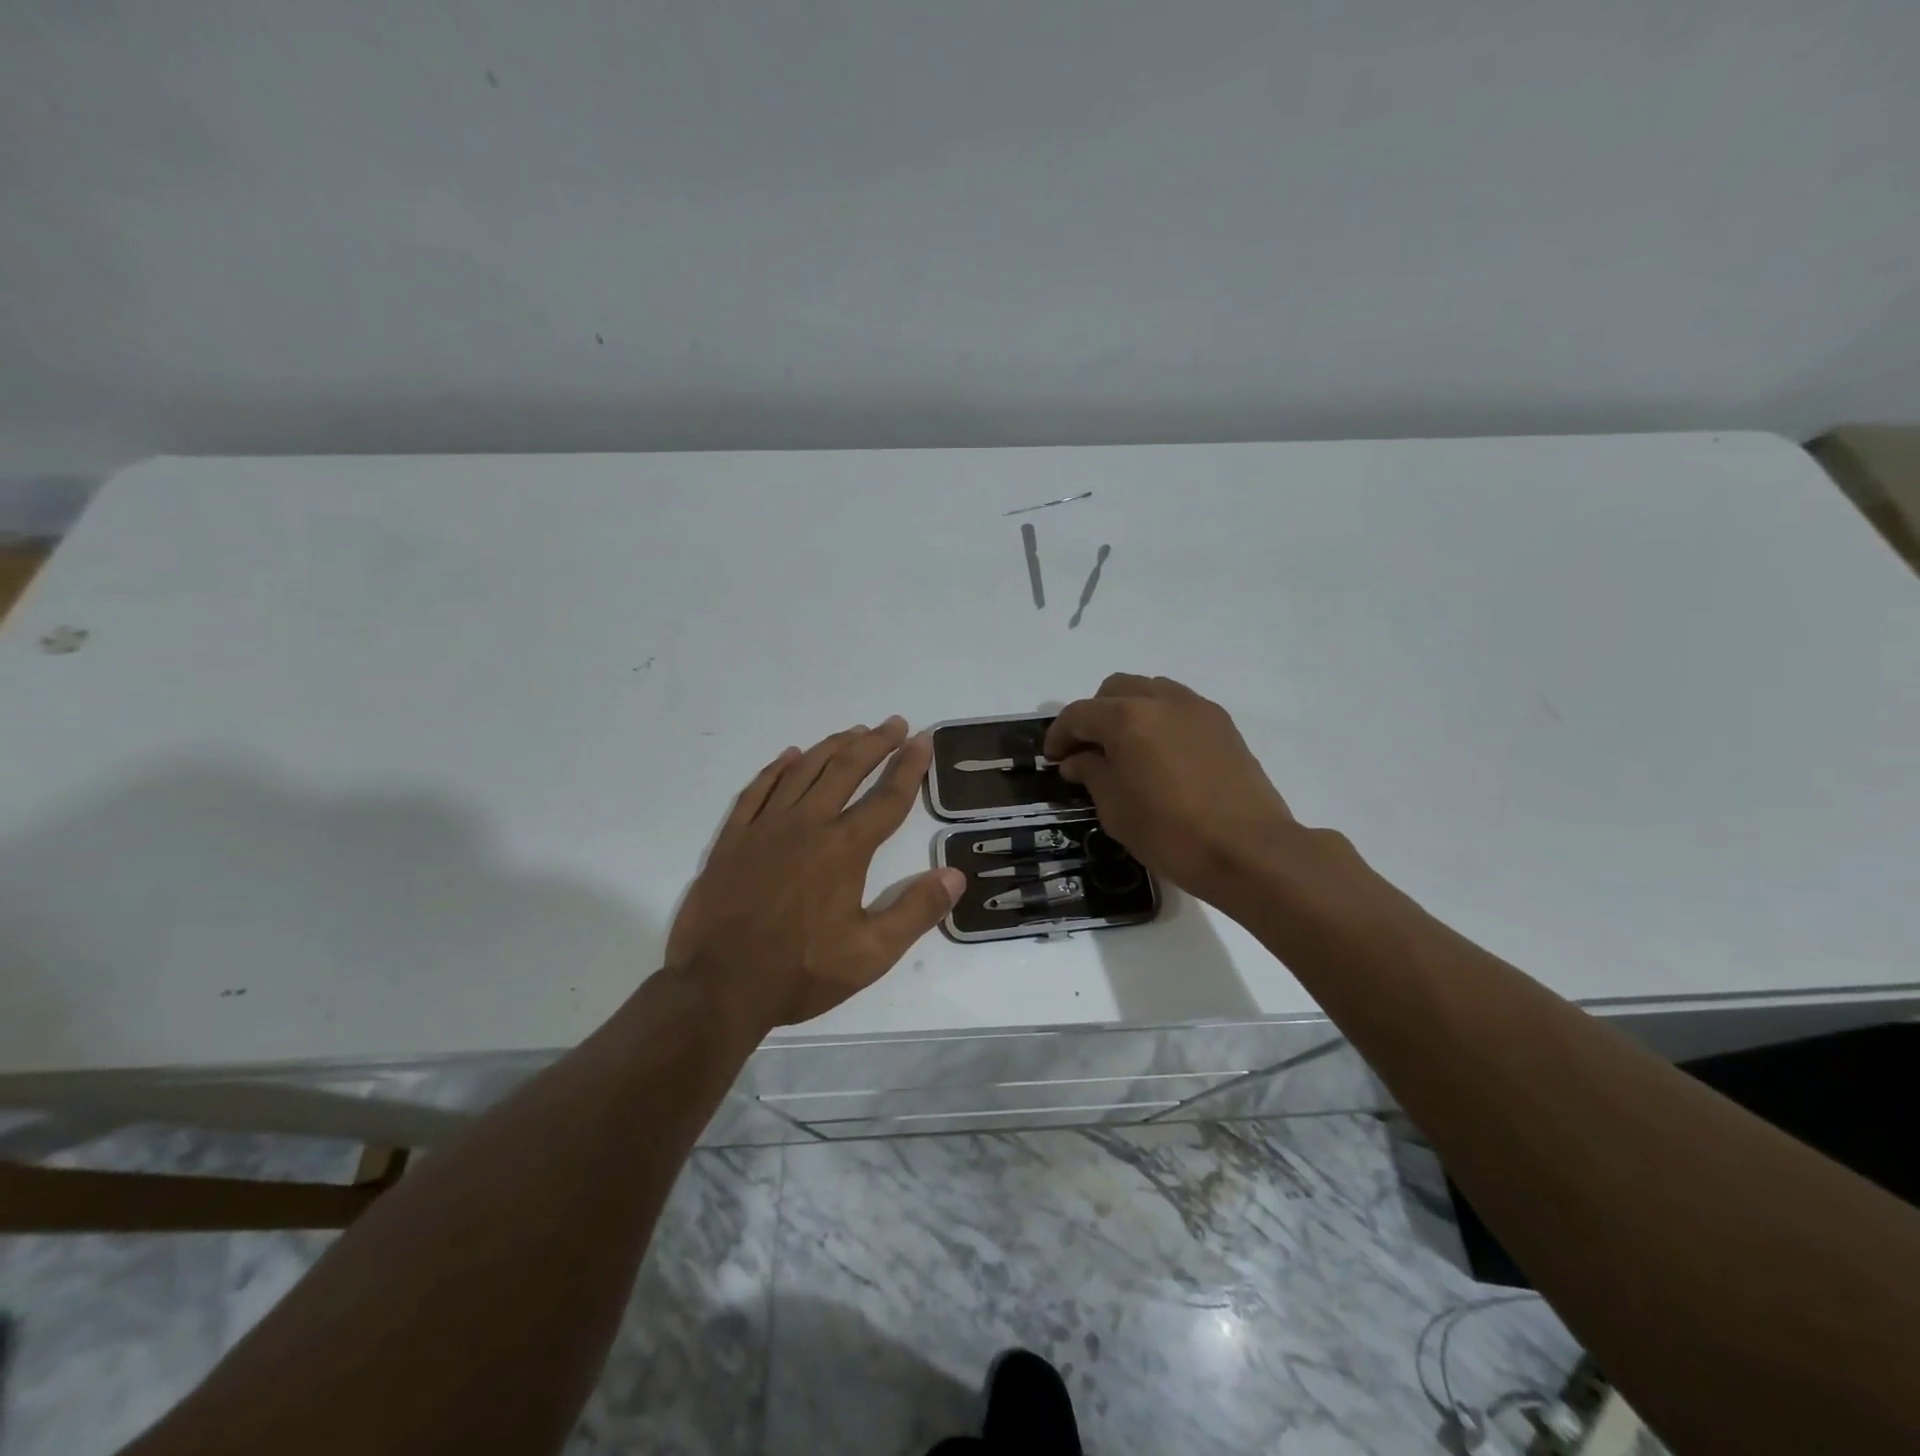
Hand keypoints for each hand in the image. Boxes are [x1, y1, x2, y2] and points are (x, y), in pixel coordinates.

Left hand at [666, 717, 963, 1029]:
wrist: (718, 986)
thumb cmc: (799, 972)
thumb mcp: (870, 954)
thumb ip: (915, 911)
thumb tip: (955, 874)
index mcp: (844, 849)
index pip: (887, 798)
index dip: (909, 767)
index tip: (922, 741)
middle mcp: (807, 825)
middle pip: (846, 770)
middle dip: (874, 744)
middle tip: (894, 724)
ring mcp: (764, 828)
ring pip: (803, 771)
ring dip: (832, 747)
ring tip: (854, 731)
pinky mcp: (732, 839)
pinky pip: (757, 790)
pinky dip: (777, 769)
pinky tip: (790, 756)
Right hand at [1043, 674, 1298, 907]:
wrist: (1249, 850)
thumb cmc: (1171, 833)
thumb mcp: (1115, 809)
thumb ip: (1091, 773)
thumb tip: (1079, 759)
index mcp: (1126, 718)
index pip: (1078, 714)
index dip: (1059, 736)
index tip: (1053, 760)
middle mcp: (1160, 700)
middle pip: (1113, 690)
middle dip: (1094, 716)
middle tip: (1088, 752)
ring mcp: (1196, 707)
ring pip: (1148, 691)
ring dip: (1128, 712)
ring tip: (1125, 750)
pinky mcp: (1222, 723)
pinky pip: (1178, 706)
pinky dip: (1159, 720)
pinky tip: (1160, 755)